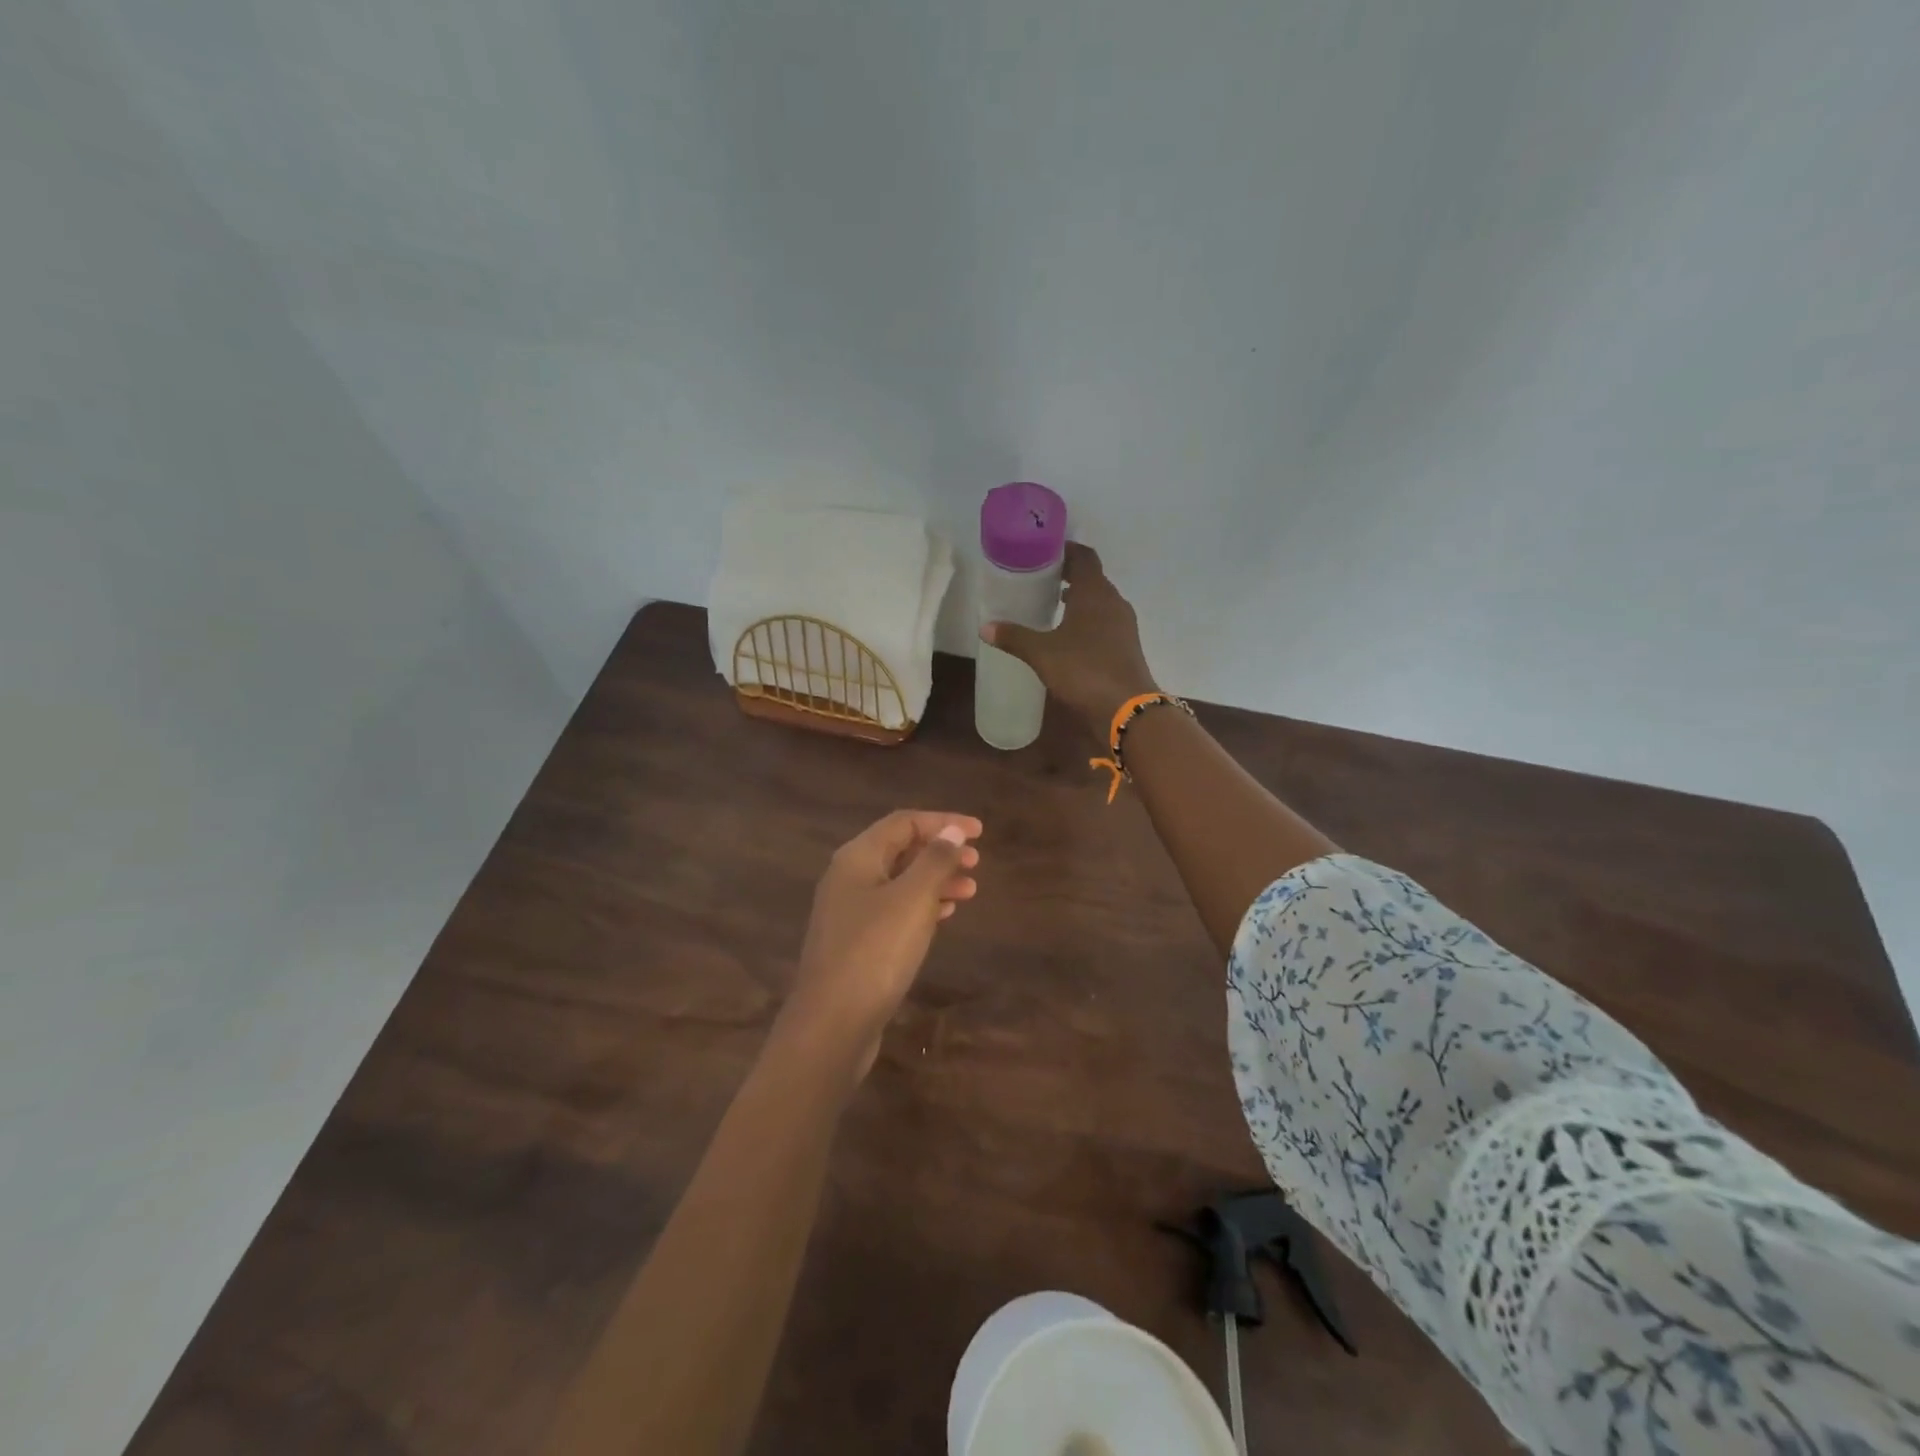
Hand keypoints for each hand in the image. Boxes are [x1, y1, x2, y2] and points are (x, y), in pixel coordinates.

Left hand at [781, 810, 982, 1077]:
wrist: (831, 1025)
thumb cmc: (874, 953)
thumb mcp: (912, 900)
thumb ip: (934, 861)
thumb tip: (952, 830)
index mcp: (857, 858)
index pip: (903, 822)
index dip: (943, 821)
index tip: (980, 832)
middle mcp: (848, 878)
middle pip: (900, 850)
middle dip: (940, 851)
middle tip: (977, 863)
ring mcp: (849, 912)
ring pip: (899, 882)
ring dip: (935, 880)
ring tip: (970, 890)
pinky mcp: (855, 944)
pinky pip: (894, 910)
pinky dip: (922, 906)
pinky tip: (944, 915)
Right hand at [979, 542, 1156, 739]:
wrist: (1126, 709)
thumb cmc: (1084, 670)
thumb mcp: (1042, 654)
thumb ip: (1015, 637)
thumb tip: (985, 627)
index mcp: (1095, 593)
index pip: (1084, 556)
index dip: (1064, 550)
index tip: (1042, 552)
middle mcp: (1113, 602)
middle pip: (1092, 578)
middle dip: (1068, 576)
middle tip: (1039, 579)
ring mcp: (1123, 625)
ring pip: (1099, 602)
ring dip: (1079, 600)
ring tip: (1051, 606)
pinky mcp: (1126, 646)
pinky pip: (1104, 622)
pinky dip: (1087, 621)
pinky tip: (1068, 636)